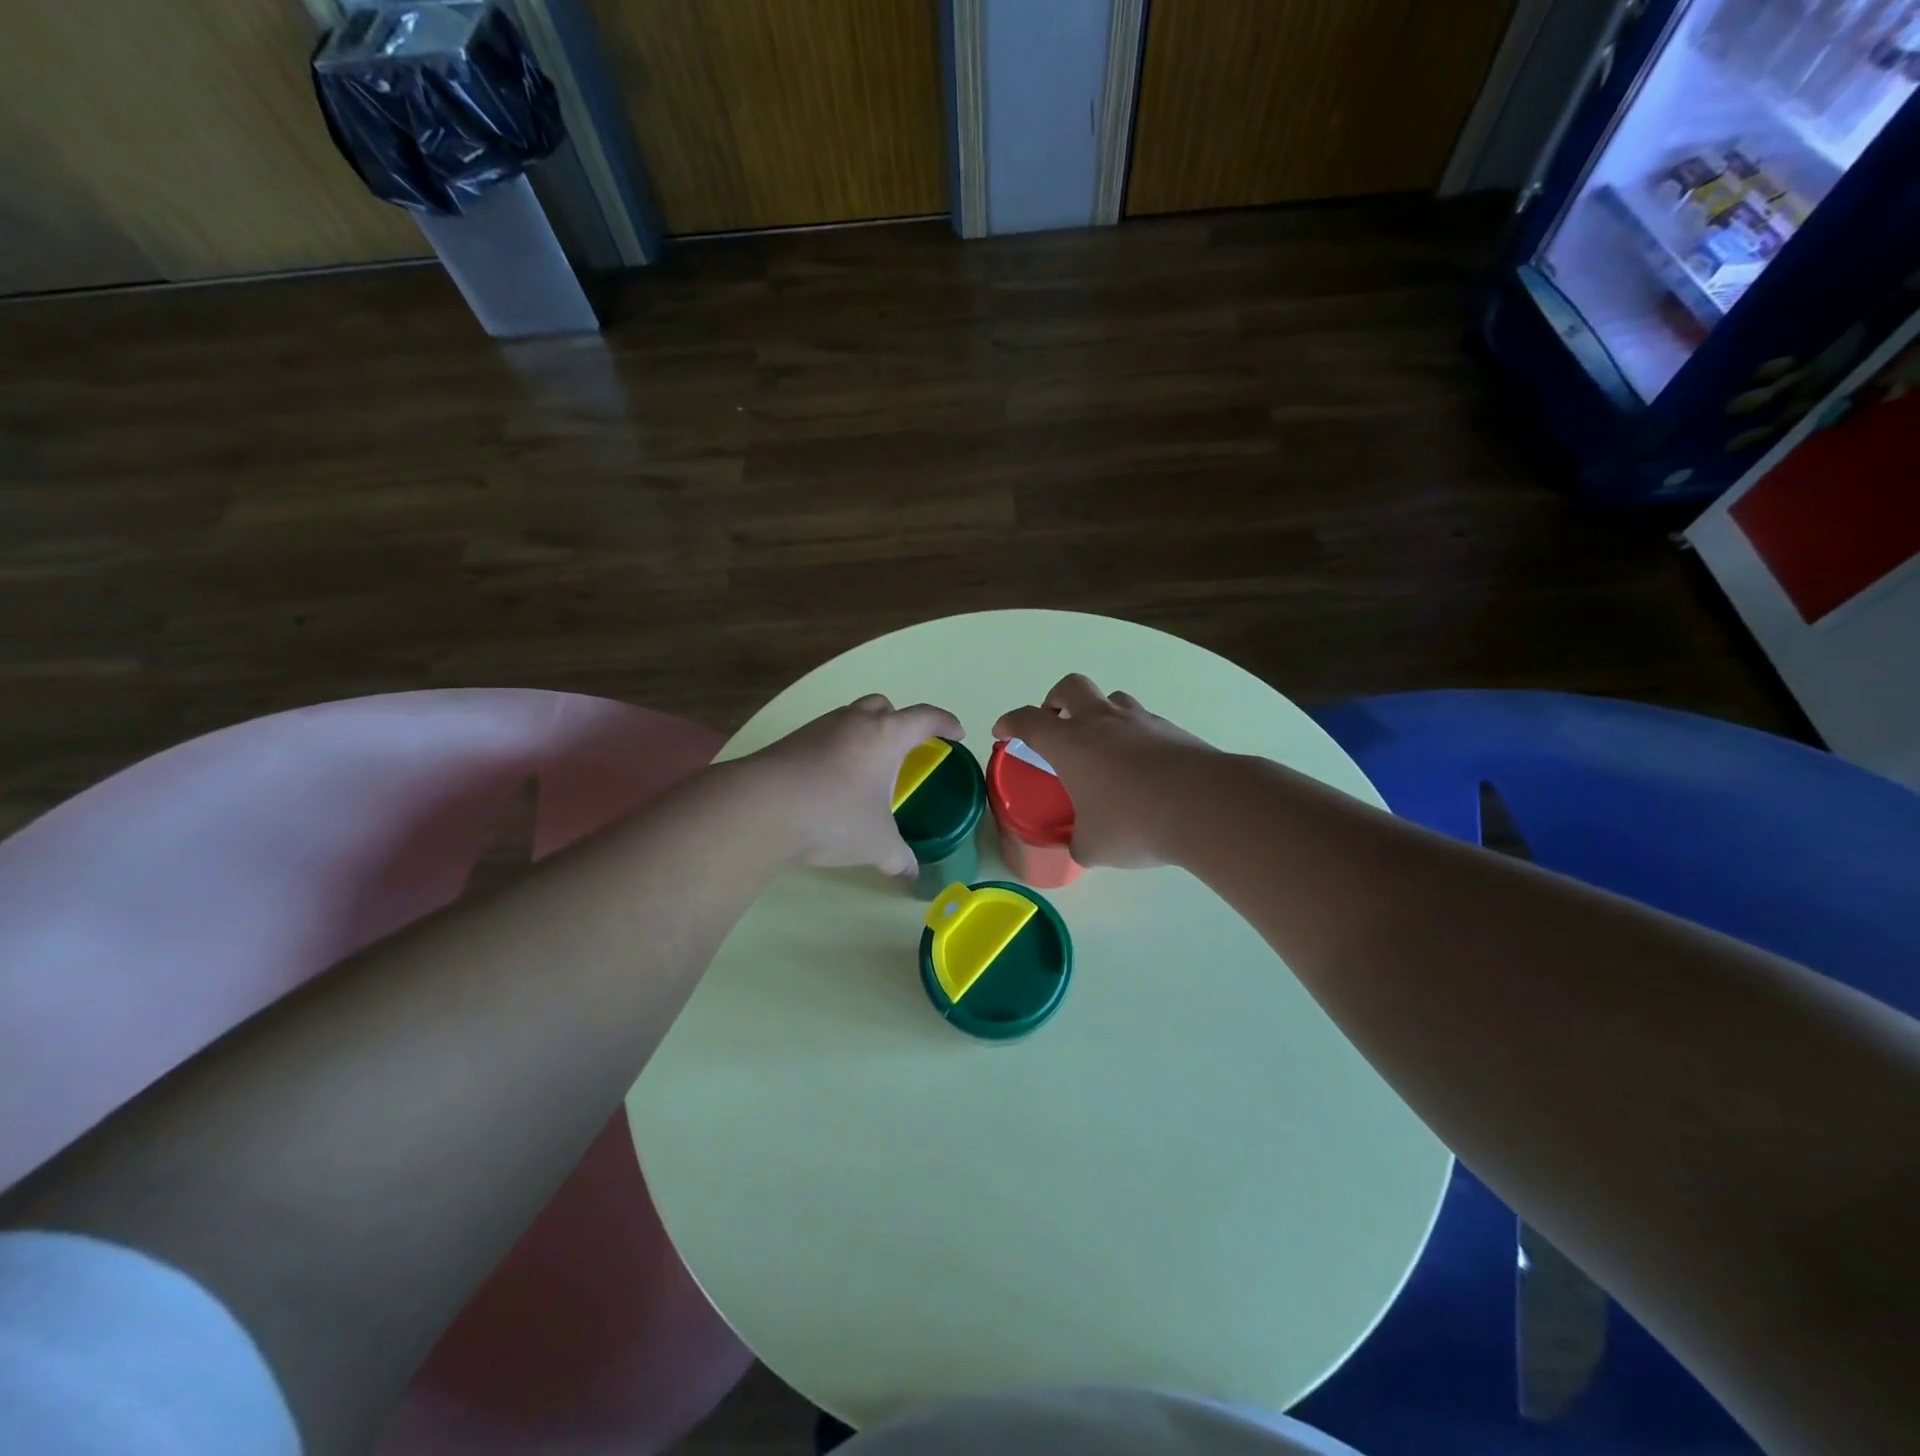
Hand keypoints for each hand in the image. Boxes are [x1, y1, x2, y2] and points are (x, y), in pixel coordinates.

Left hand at [743, 694, 963, 875]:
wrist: (760, 807)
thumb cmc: (834, 817)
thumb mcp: (876, 843)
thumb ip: (898, 858)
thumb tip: (912, 875)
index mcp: (885, 736)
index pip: (925, 717)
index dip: (945, 722)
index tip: (956, 733)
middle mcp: (854, 722)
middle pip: (884, 705)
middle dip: (899, 720)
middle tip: (905, 747)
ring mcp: (819, 728)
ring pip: (850, 717)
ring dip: (864, 733)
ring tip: (867, 767)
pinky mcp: (791, 741)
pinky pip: (825, 735)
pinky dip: (836, 748)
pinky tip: (832, 780)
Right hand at [994, 674, 1215, 868]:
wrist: (1206, 806)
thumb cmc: (1134, 823)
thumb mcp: (1094, 847)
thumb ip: (1080, 843)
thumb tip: (1080, 847)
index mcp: (1070, 744)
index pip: (1029, 721)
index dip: (1010, 722)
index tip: (1003, 730)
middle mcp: (1102, 722)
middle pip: (1071, 687)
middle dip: (1055, 700)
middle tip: (1055, 722)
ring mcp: (1141, 722)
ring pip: (1112, 699)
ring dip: (1099, 713)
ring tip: (1102, 744)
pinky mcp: (1173, 731)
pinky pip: (1144, 721)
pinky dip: (1133, 735)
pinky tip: (1141, 766)